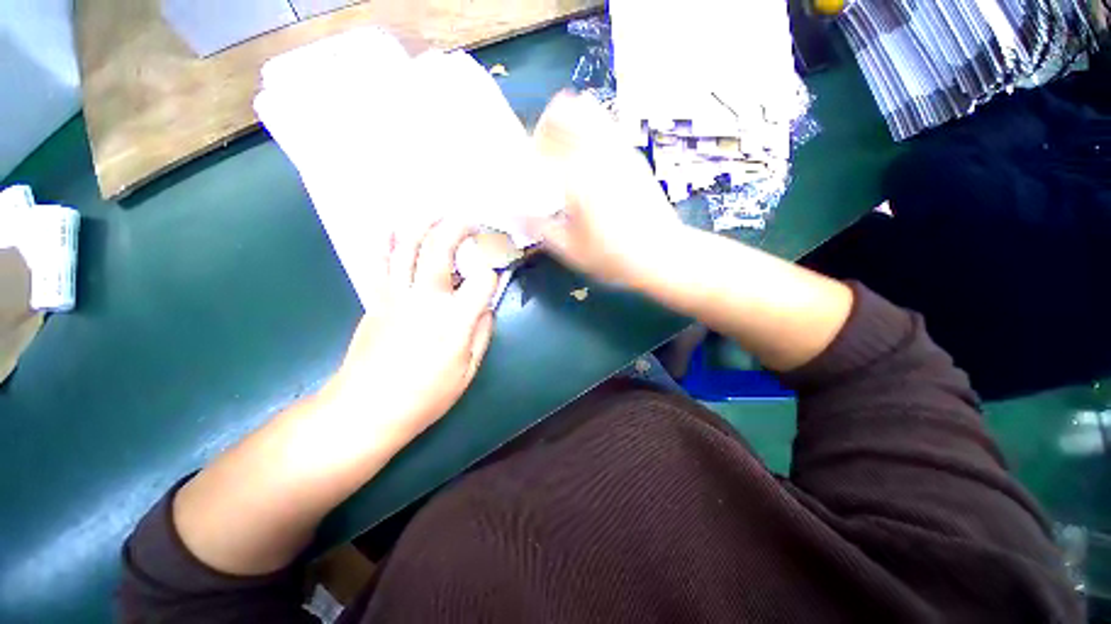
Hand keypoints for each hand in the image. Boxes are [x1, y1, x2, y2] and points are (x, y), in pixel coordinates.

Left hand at [322, 219, 498, 452]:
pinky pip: (380, 262)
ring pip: (407, 247)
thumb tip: (486, 308)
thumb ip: (481, 334)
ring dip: (423, 224)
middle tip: (470, 220)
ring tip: (436, 214)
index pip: (483, 280)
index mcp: (454, 321)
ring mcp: (395, 296)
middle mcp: (425, 299)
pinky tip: (392, 227)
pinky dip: (385, 240)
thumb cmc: (425, 397)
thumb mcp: (468, 371)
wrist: (366, 410)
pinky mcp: (375, 300)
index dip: (494, 268)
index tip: (498, 264)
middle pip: (440, 249)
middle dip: (458, 227)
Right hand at [530, 91, 681, 286]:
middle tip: (544, 158)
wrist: (662, 253)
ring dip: (567, 123)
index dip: (527, 156)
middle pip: (562, 109)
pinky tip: (589, 160)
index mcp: (578, 176)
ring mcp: (618, 148)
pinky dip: (588, 129)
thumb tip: (515, 212)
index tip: (528, 174)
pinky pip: (605, 123)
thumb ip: (540, 228)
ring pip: (586, 108)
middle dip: (545, 129)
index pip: (540, 144)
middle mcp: (597, 151)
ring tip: (566, 155)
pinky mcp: (632, 153)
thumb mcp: (571, 250)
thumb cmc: (614, 256)